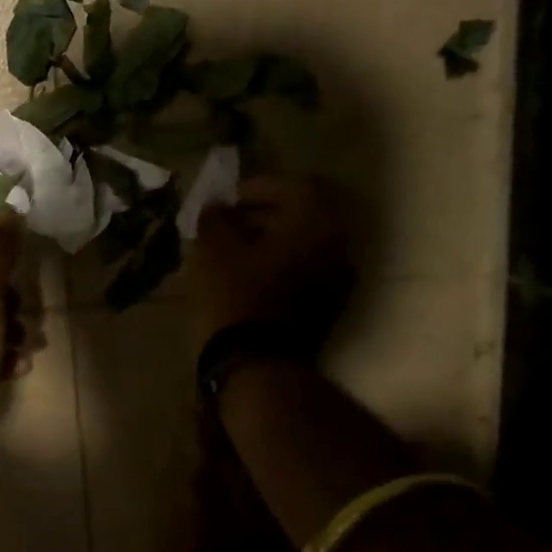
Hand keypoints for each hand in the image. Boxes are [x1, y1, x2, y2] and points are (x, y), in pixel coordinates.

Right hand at [191, 175, 349, 348]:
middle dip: (262, 214)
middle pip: (301, 215)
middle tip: (226, 223)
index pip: (293, 186)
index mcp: (315, 222)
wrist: (258, 365)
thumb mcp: (213, 250)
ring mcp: (337, 279)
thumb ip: (216, 218)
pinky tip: (246, 276)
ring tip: (231, 251)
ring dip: (270, 241)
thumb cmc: (235, 297)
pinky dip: (278, 265)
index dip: (257, 187)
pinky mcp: (327, 307)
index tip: (228, 199)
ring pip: (303, 245)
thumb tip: (217, 208)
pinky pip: (304, 271)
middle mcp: (337, 245)